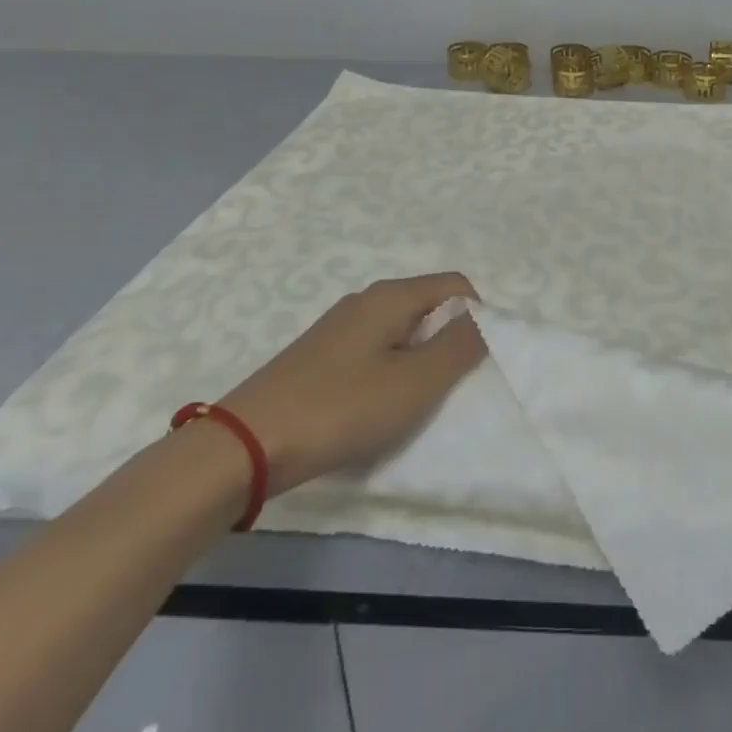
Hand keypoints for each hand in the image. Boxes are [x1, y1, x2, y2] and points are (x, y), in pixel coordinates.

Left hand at [219, 273, 485, 493]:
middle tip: (449, 387)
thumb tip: (486, 320)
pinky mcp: (320, 356)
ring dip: (419, 360)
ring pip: (400, 331)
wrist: (246, 445)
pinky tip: (376, 407)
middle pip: (428, 306)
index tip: (477, 363)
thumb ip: (459, 347)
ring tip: (414, 402)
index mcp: (392, 296)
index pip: (456, 286)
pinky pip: (374, 351)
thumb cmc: (342, 408)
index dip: (478, 318)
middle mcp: (366, 300)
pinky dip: (390, 372)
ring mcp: (339, 327)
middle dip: (449, 341)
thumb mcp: (415, 382)